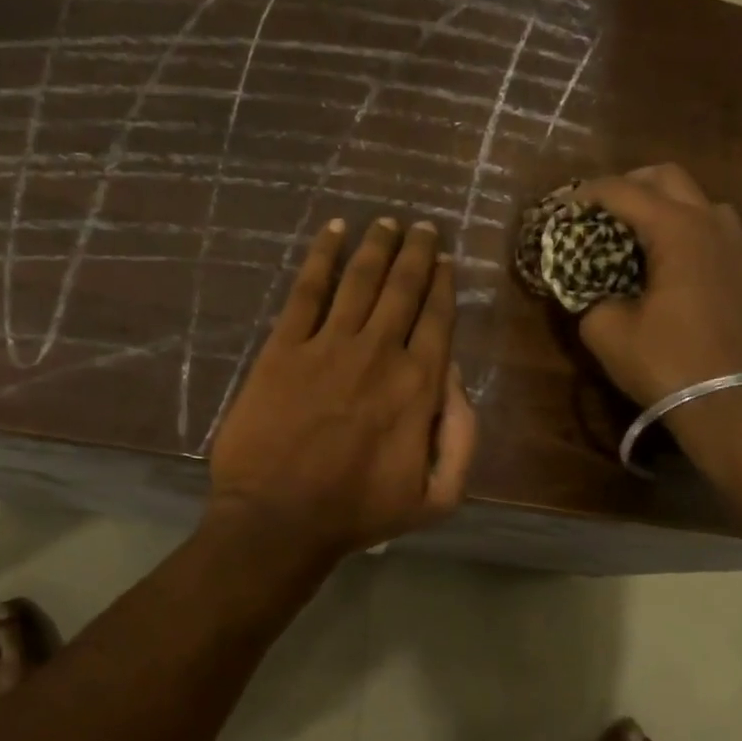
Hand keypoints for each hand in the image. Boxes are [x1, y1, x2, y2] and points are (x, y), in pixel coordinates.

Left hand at [209, 217, 477, 559]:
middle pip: (404, 288)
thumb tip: (458, 379)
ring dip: (377, 245)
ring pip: (360, 279)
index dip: (444, 284)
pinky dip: (322, 256)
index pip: (439, 319)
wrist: (279, 518)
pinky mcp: (284, 347)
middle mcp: (380, 352)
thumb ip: (462, 438)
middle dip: (417, 252)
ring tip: (386, 222)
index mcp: (419, 385)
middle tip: (423, 227)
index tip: (446, 260)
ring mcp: (329, 345)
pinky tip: (332, 231)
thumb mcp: (436, 497)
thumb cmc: (358, 512)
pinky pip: (307, 290)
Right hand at [574, 163, 741, 408]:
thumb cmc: (667, 362)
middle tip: (595, 213)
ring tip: (628, 234)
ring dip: (658, 204)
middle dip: (625, 185)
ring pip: (694, 198)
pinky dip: (678, 227)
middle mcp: (711, 223)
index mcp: (677, 230)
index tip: (558, 208)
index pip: (622, 191)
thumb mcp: (606, 330)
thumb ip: (587, 295)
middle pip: (666, 177)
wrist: (734, 404)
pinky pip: (708, 226)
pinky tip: (659, 261)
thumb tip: (586, 285)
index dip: (584, 195)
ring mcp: (735, 244)